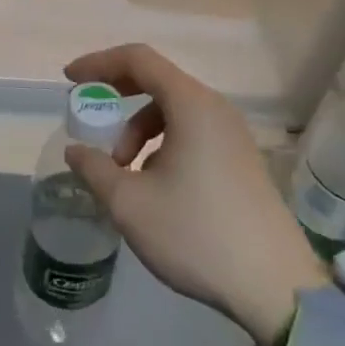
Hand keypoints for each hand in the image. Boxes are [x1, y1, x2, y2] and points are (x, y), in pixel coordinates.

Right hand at [63, 44, 327, 345]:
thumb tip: (76, 151)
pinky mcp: (241, 159)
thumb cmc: (196, 233)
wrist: (275, 285)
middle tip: (90, 118)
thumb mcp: (130, 203)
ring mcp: (233, 133)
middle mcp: (215, 107)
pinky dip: (163, 144)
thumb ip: (95, 169)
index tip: (70, 79)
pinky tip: (155, 185)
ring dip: (140, 130)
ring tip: (123, 172)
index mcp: (190, 104)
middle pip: (158, 81)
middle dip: (117, 96)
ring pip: (174, 111)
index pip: (138, 60)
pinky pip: (193, 131)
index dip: (99, 63)